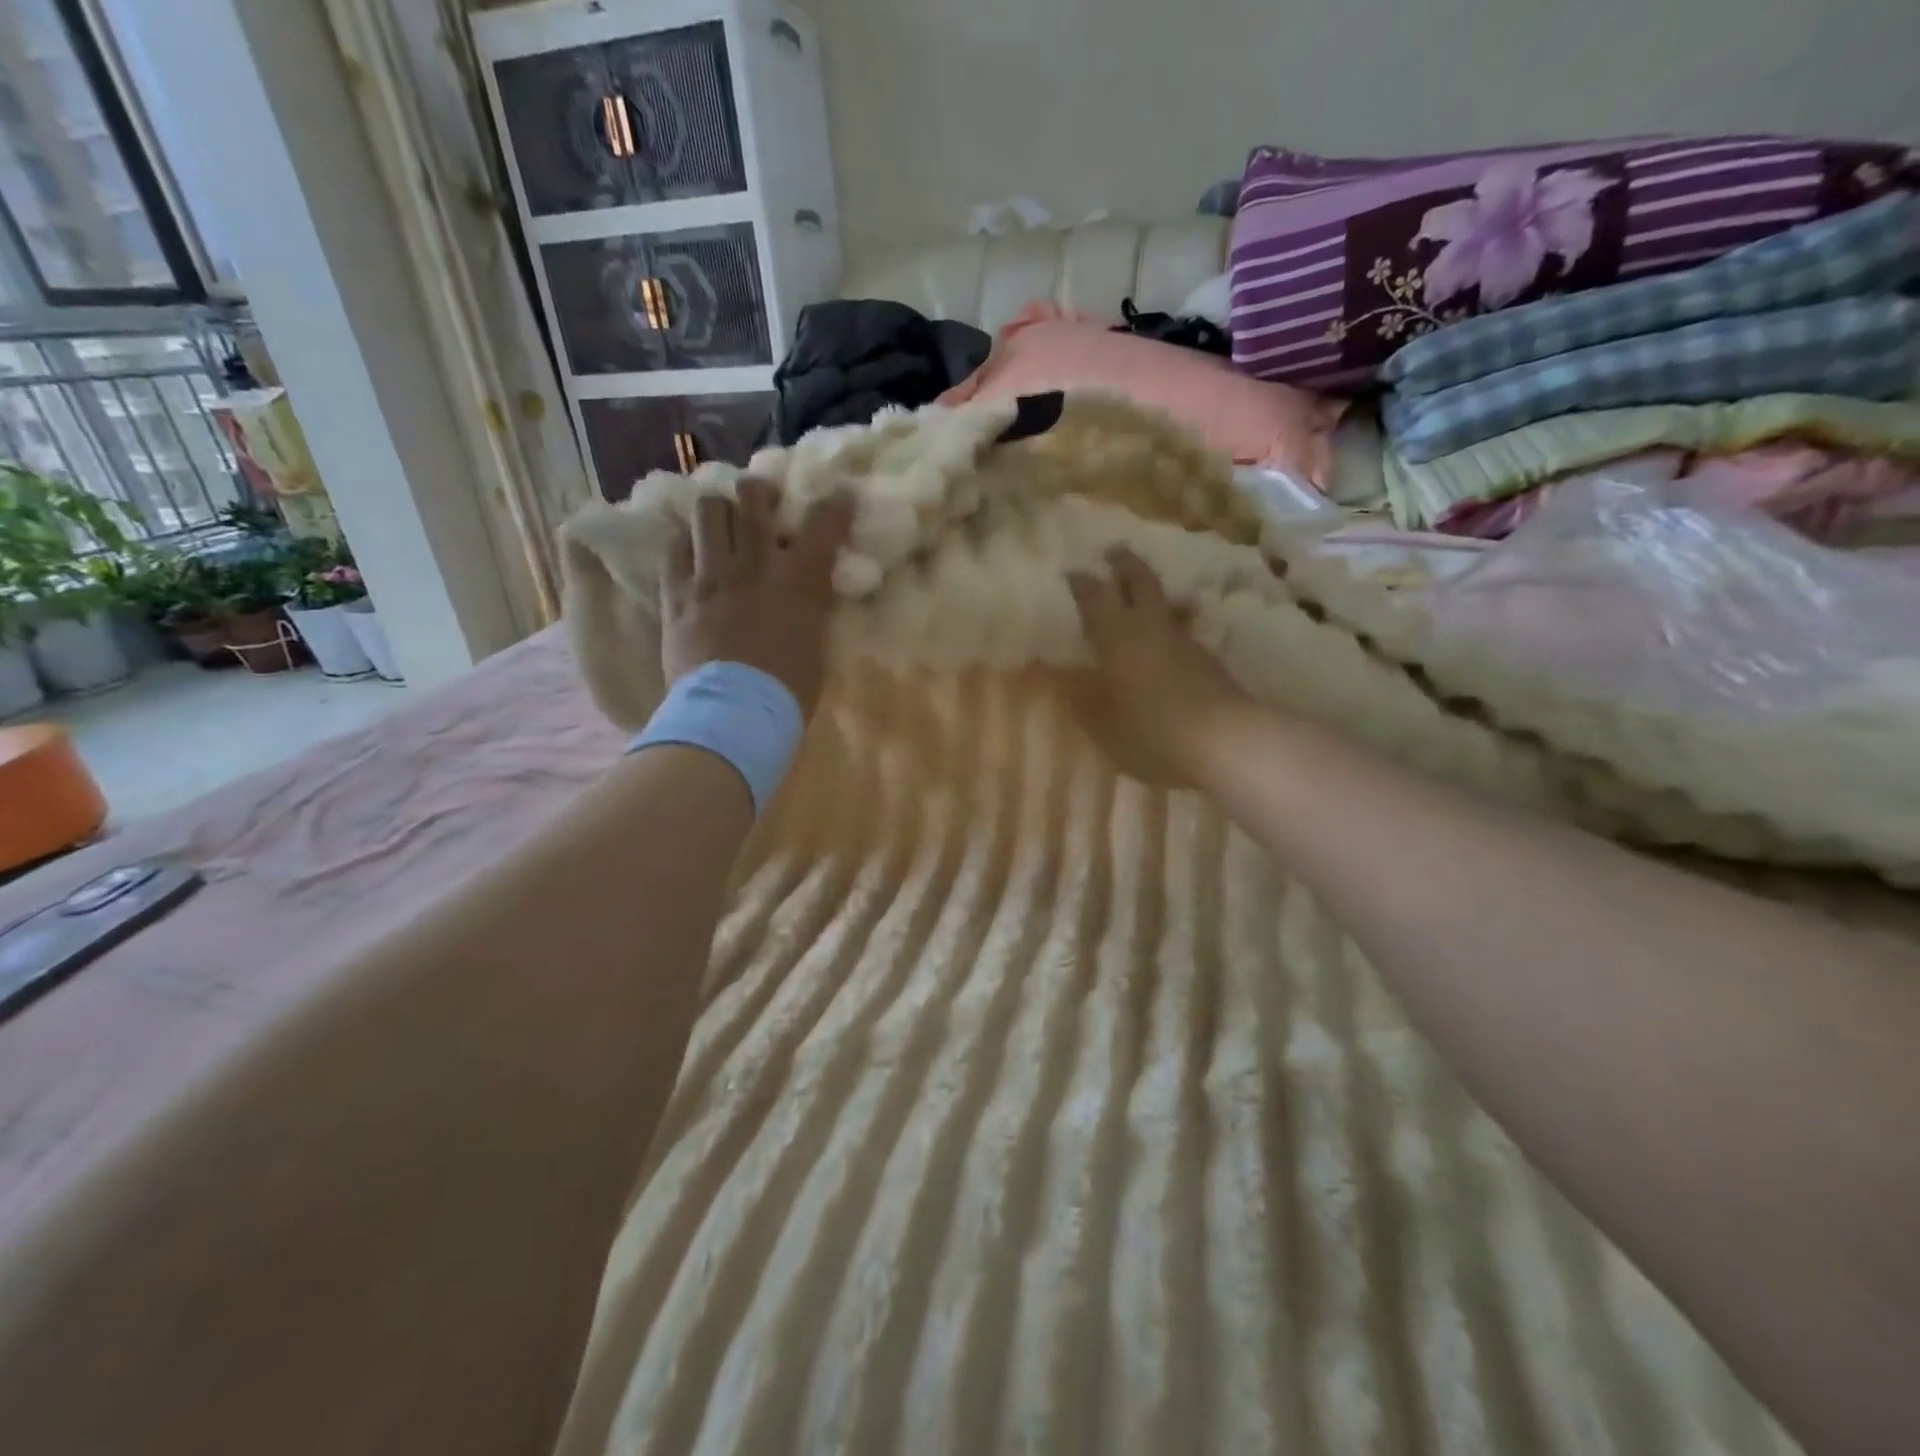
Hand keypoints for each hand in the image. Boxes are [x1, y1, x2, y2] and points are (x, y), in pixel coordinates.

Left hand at [661, 479, 852, 715]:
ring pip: (708, 510)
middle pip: (753, 498)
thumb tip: (809, 592)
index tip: (839, 498)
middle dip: (761, 492)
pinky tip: (692, 552)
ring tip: (721, 523)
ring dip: (719, 511)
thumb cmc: (787, 691)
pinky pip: (674, 546)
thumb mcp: (817, 645)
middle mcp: (754, 565)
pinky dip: (685, 542)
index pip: (822, 523)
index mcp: (799, 581)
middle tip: (763, 501)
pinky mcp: (676, 593)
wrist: (733, 714)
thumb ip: (812, 609)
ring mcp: (711, 575)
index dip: (834, 504)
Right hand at [1066, 547, 1248, 787]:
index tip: (1073, 571)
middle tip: (1115, 551)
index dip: (1083, 584)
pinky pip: (1184, 633)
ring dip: (1155, 595)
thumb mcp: (1106, 728)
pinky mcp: (1210, 661)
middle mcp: (1152, 629)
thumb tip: (1070, 686)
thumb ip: (1086, 705)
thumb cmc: (1153, 733)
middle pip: (1141, 583)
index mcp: (1119, 638)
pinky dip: (1172, 628)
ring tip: (1145, 595)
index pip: (1097, 599)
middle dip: (1126, 565)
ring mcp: (1186, 642)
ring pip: (1168, 606)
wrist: (1226, 742)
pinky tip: (1168, 644)